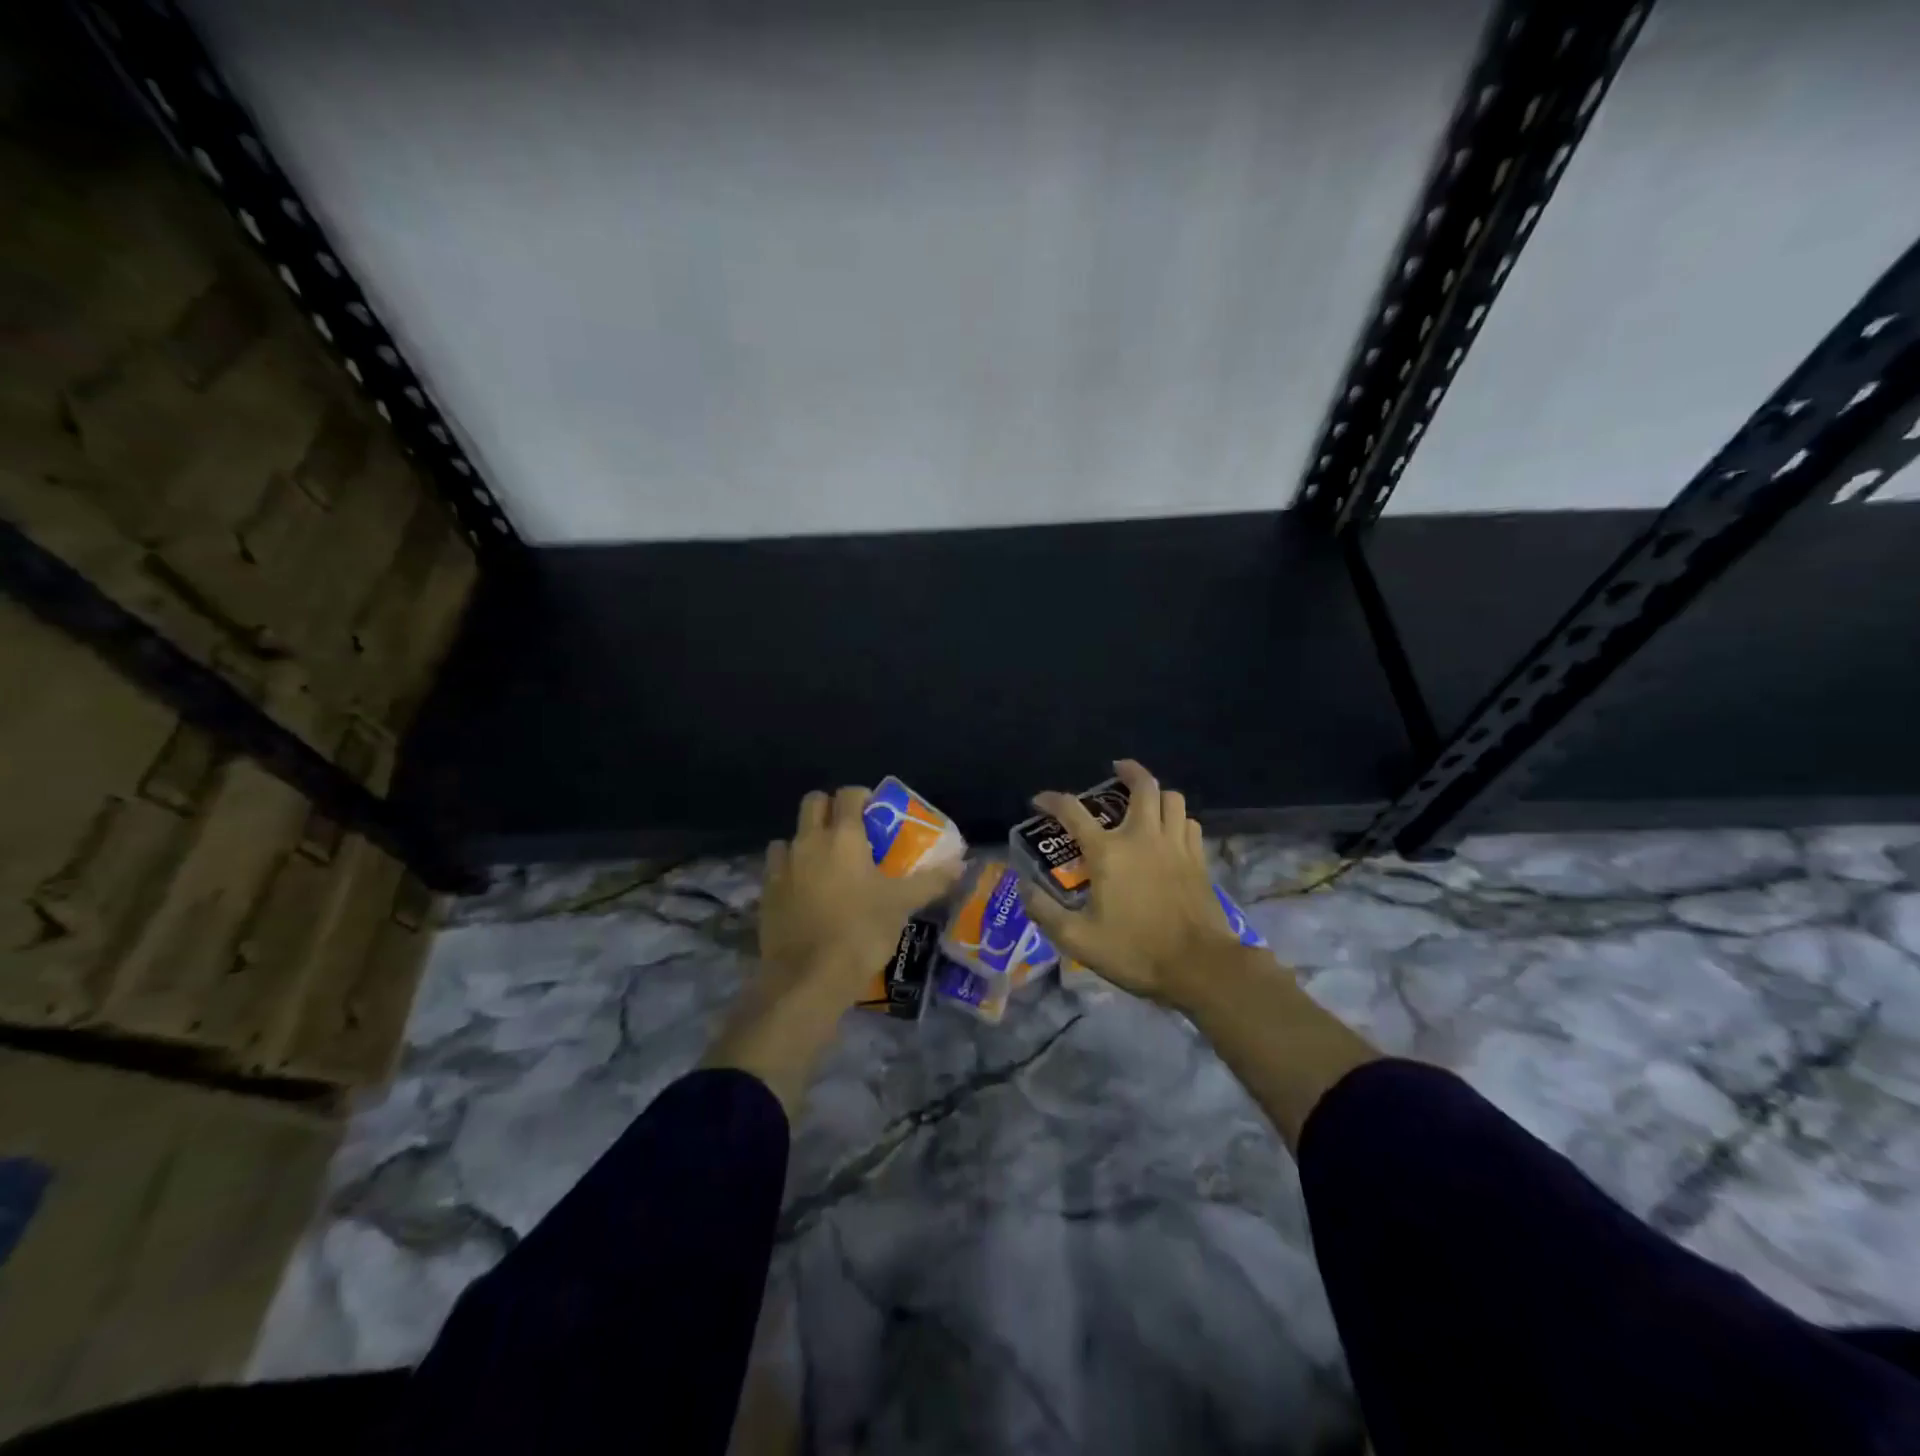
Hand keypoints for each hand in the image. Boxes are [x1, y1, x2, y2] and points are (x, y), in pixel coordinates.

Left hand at [759, 785, 962, 1000]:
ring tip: (825, 863)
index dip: (862, 797)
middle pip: (813, 803)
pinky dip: (789, 869)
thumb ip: (931, 881)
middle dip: (830, 809)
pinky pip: (777, 867)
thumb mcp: (902, 905)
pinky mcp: (766, 892)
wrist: (809, 977)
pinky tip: (804, 890)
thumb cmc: (861, 931)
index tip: (876, 813)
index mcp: (843, 836)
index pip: (848, 794)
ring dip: (806, 840)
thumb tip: (961, 864)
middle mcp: (809, 841)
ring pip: (791, 835)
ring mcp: (782, 865)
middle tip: (851, 831)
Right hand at [1019, 759, 1241, 1004]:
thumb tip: (1023, 888)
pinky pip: (1189, 823)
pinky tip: (1170, 831)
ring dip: (1156, 793)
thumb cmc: (1136, 951)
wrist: (1200, 967)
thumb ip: (1045, 912)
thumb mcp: (1078, 940)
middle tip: (1116, 770)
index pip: (1073, 811)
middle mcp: (1143, 836)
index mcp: (1109, 852)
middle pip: (1143, 786)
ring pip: (1172, 798)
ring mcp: (1176, 845)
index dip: (1051, 800)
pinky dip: (1177, 818)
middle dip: (1129, 770)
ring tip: (1145, 800)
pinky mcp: (1198, 859)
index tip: (1040, 801)